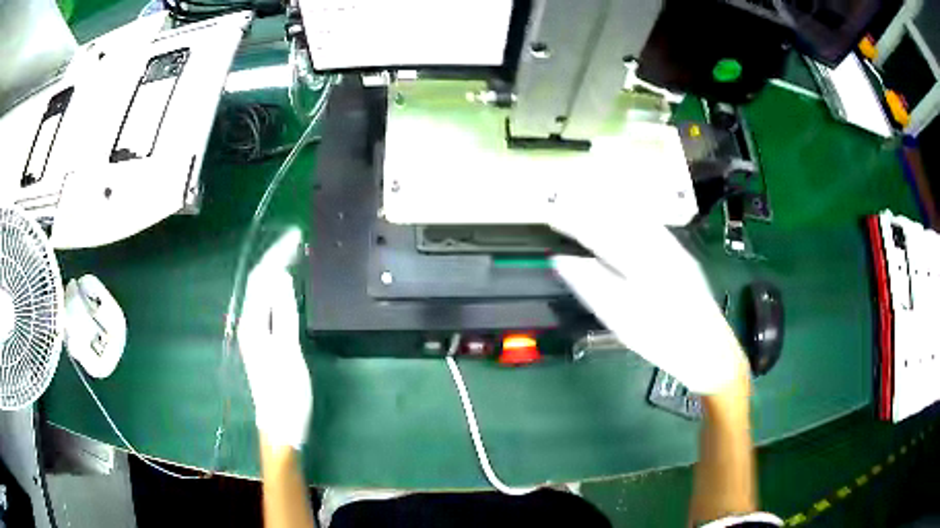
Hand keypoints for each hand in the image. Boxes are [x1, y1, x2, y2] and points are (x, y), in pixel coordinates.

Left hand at [237, 229, 311, 448]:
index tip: (297, 236)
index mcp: (253, 323)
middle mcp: (249, 322)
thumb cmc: (287, 392)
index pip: (261, 277)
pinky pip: (267, 304)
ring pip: (261, 292)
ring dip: (275, 270)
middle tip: (297, 240)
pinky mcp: (262, 340)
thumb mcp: (288, 352)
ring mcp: (254, 332)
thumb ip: (283, 313)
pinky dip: (277, 288)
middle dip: (275, 257)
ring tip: (293, 255)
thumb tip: (281, 275)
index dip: (277, 254)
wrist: (280, 424)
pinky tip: (286, 286)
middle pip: (258, 282)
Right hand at [550, 196, 746, 394]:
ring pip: (637, 218)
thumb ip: (594, 288)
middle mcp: (660, 248)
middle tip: (565, 205)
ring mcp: (674, 249)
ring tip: (587, 202)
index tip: (553, 216)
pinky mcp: (682, 256)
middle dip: (590, 210)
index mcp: (644, 265)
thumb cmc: (665, 342)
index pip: (601, 234)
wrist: (709, 352)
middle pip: (619, 219)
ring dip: (610, 208)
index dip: (575, 223)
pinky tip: (624, 216)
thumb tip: (564, 261)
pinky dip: (632, 217)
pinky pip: (652, 226)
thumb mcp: (624, 322)